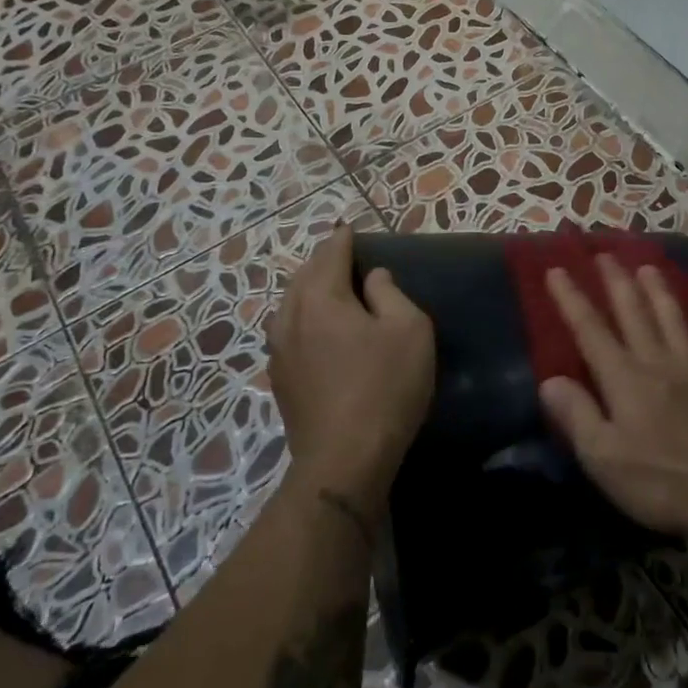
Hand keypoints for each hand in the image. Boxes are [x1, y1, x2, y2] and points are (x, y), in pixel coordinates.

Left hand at [267, 225, 435, 521]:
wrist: (344, 459)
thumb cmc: (385, 386)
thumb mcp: (408, 330)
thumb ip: (391, 293)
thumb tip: (374, 277)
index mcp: (321, 296)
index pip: (331, 253)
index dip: (344, 238)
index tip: (352, 228)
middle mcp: (290, 315)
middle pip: (305, 274)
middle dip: (324, 260)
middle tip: (344, 255)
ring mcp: (278, 349)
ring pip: (291, 303)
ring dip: (310, 289)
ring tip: (330, 288)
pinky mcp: (279, 377)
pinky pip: (289, 330)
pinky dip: (303, 317)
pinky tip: (317, 330)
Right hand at [540, 256, 687, 538]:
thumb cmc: (659, 481)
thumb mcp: (602, 456)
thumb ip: (576, 415)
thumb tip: (549, 380)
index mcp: (624, 378)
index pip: (590, 330)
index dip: (571, 299)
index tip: (557, 269)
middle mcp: (657, 365)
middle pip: (633, 314)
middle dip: (617, 282)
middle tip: (606, 253)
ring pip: (673, 323)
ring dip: (659, 293)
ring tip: (649, 267)